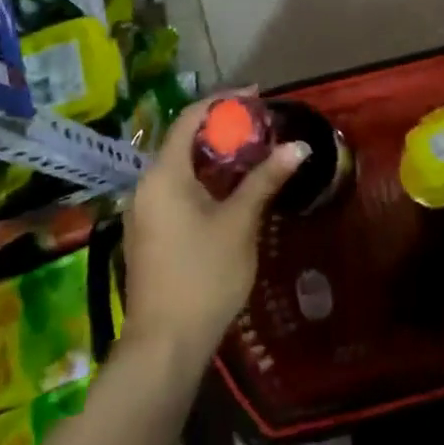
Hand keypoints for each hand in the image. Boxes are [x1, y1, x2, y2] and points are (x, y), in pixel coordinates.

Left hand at [122, 93, 303, 369]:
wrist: (164, 347)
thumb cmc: (203, 276)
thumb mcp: (240, 223)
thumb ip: (265, 179)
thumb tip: (299, 146)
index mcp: (164, 174)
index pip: (190, 118)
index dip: (224, 102)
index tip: (257, 97)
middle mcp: (147, 185)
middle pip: (184, 140)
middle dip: (223, 129)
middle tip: (261, 127)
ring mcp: (144, 211)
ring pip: (181, 166)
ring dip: (215, 156)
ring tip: (253, 153)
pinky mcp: (148, 232)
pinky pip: (176, 188)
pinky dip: (204, 179)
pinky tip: (231, 190)